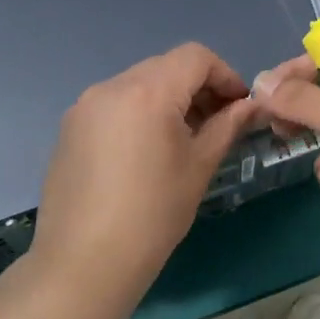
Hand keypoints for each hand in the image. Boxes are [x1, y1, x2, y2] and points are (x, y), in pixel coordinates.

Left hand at [32, 43, 259, 304]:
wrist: (85, 261)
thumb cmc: (153, 214)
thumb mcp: (199, 167)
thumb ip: (226, 126)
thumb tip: (250, 105)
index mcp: (147, 91)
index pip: (195, 56)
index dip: (225, 75)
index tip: (238, 107)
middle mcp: (110, 87)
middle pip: (165, 67)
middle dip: (196, 87)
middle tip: (216, 125)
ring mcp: (84, 106)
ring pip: (137, 84)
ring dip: (167, 100)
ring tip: (181, 141)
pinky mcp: (69, 128)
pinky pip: (113, 105)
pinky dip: (138, 114)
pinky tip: (145, 154)